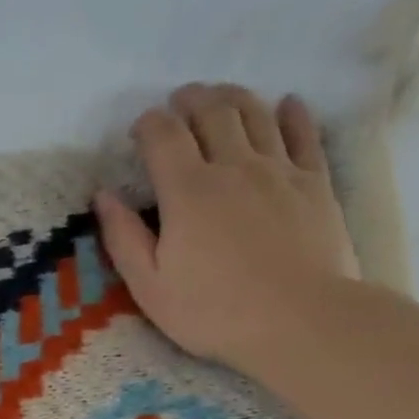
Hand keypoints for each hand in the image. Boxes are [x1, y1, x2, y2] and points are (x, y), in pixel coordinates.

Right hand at [95, 82, 359, 371]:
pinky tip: (285, 105)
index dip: (147, 123)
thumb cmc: (214, 311)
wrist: (301, 321)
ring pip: (255, 113)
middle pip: (212, 111)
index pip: (163, 135)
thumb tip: (103, 196)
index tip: (138, 130)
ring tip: (219, 97)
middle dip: (190, 100)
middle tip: (178, 103)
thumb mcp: (150, 286)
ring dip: (233, 97)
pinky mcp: (315, 182)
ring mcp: (280, 170)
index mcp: (187, 191)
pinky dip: (291, 113)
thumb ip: (123, 238)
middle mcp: (233, 166)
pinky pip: (305, 133)